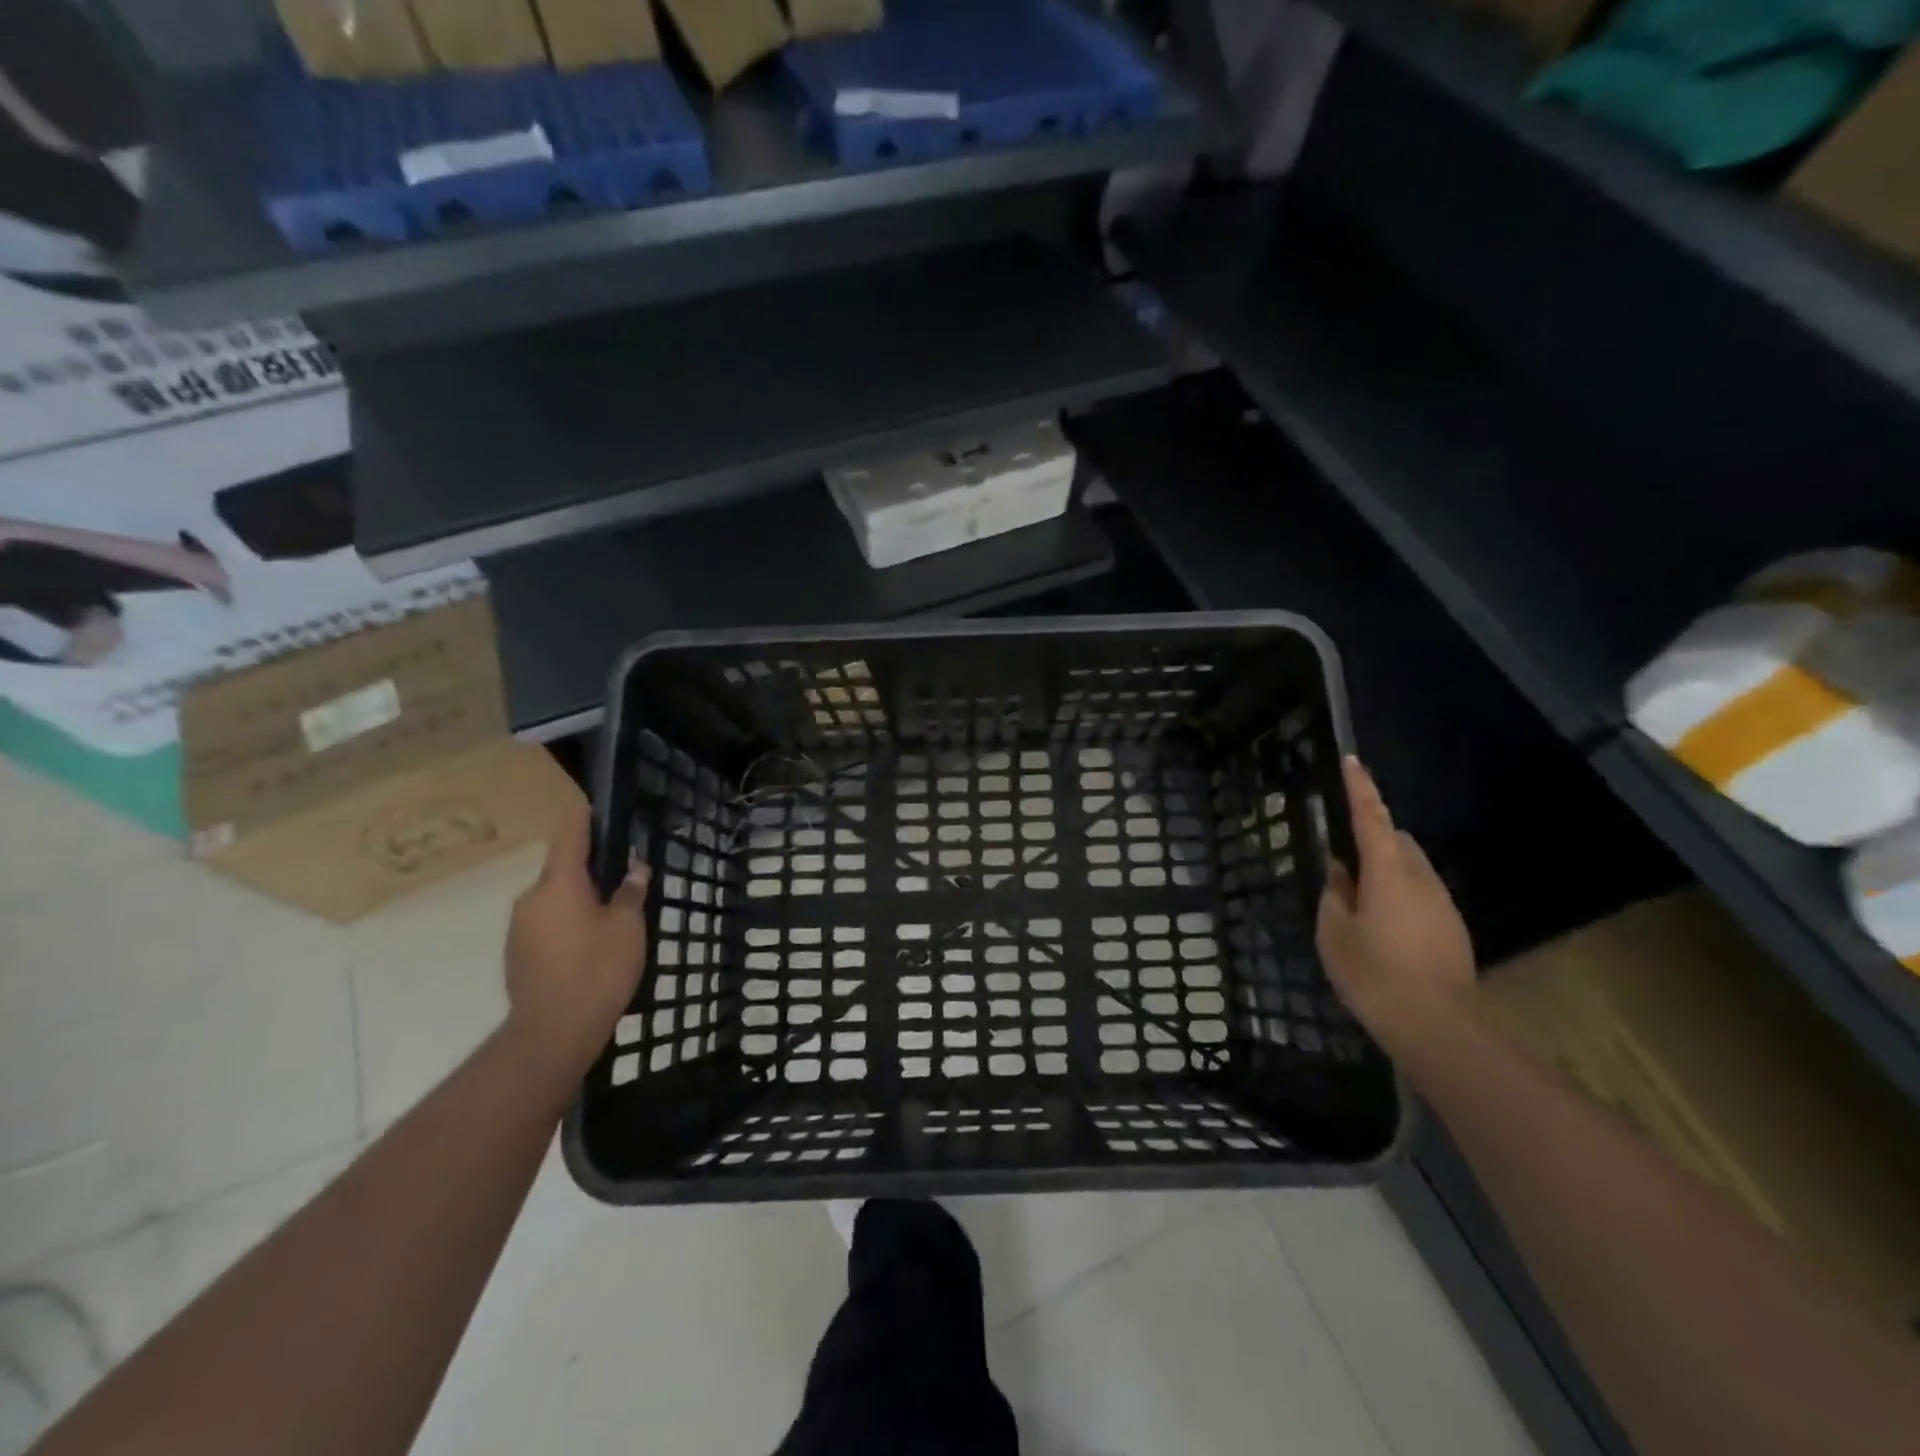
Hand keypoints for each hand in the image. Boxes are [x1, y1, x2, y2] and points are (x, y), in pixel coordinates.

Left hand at [503, 805, 650, 1078]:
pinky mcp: (518, 955)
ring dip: (581, 899)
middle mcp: (532, 899)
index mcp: (559, 884)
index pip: (570, 836)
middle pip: (564, 871)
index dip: (585, 819)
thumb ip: (630, 892)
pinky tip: (592, 944)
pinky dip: (569, 924)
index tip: (596, 806)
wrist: (552, 1033)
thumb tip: (634, 868)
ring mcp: (520, 929)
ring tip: (613, 915)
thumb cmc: (597, 970)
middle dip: (592, 870)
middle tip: (625, 876)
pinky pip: (548, 925)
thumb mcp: (628, 926)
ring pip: (556, 900)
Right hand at [1316, 757, 1476, 1056]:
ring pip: (1411, 868)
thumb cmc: (1374, 973)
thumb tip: (1341, 873)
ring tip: (1360, 899)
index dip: (1361, 788)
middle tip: (1344, 860)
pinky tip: (1384, 926)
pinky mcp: (1453, 927)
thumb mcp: (1334, 933)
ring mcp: (1442, 902)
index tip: (1353, 761)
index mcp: (1387, 871)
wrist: (1439, 1026)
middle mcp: (1420, 877)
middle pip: (1396, 840)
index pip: (1371, 818)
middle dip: (1372, 837)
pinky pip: (1421, 893)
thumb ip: (1335, 895)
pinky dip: (1400, 894)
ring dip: (1387, 869)